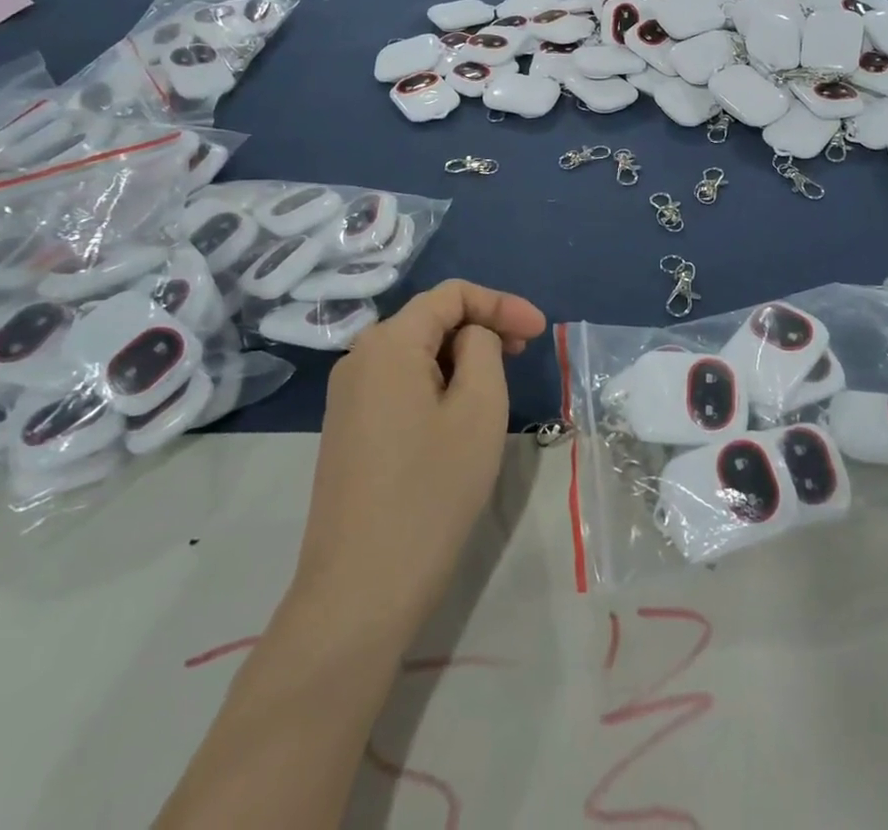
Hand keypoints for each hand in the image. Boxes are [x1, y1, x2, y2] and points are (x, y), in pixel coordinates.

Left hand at [291, 280, 546, 638]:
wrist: (360, 591)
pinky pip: (399, 384)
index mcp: (388, 343)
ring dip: (461, 356)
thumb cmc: (431, 491)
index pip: (451, 295)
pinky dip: (437, 382)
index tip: (540, 332)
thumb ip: (483, 349)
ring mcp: (347, 397)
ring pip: (415, 353)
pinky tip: (459, 413)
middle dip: (482, 327)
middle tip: (526, 353)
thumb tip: (471, 340)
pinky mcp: (348, 430)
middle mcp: (359, 359)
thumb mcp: (479, 409)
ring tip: (498, 383)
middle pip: (430, 320)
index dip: (501, 303)